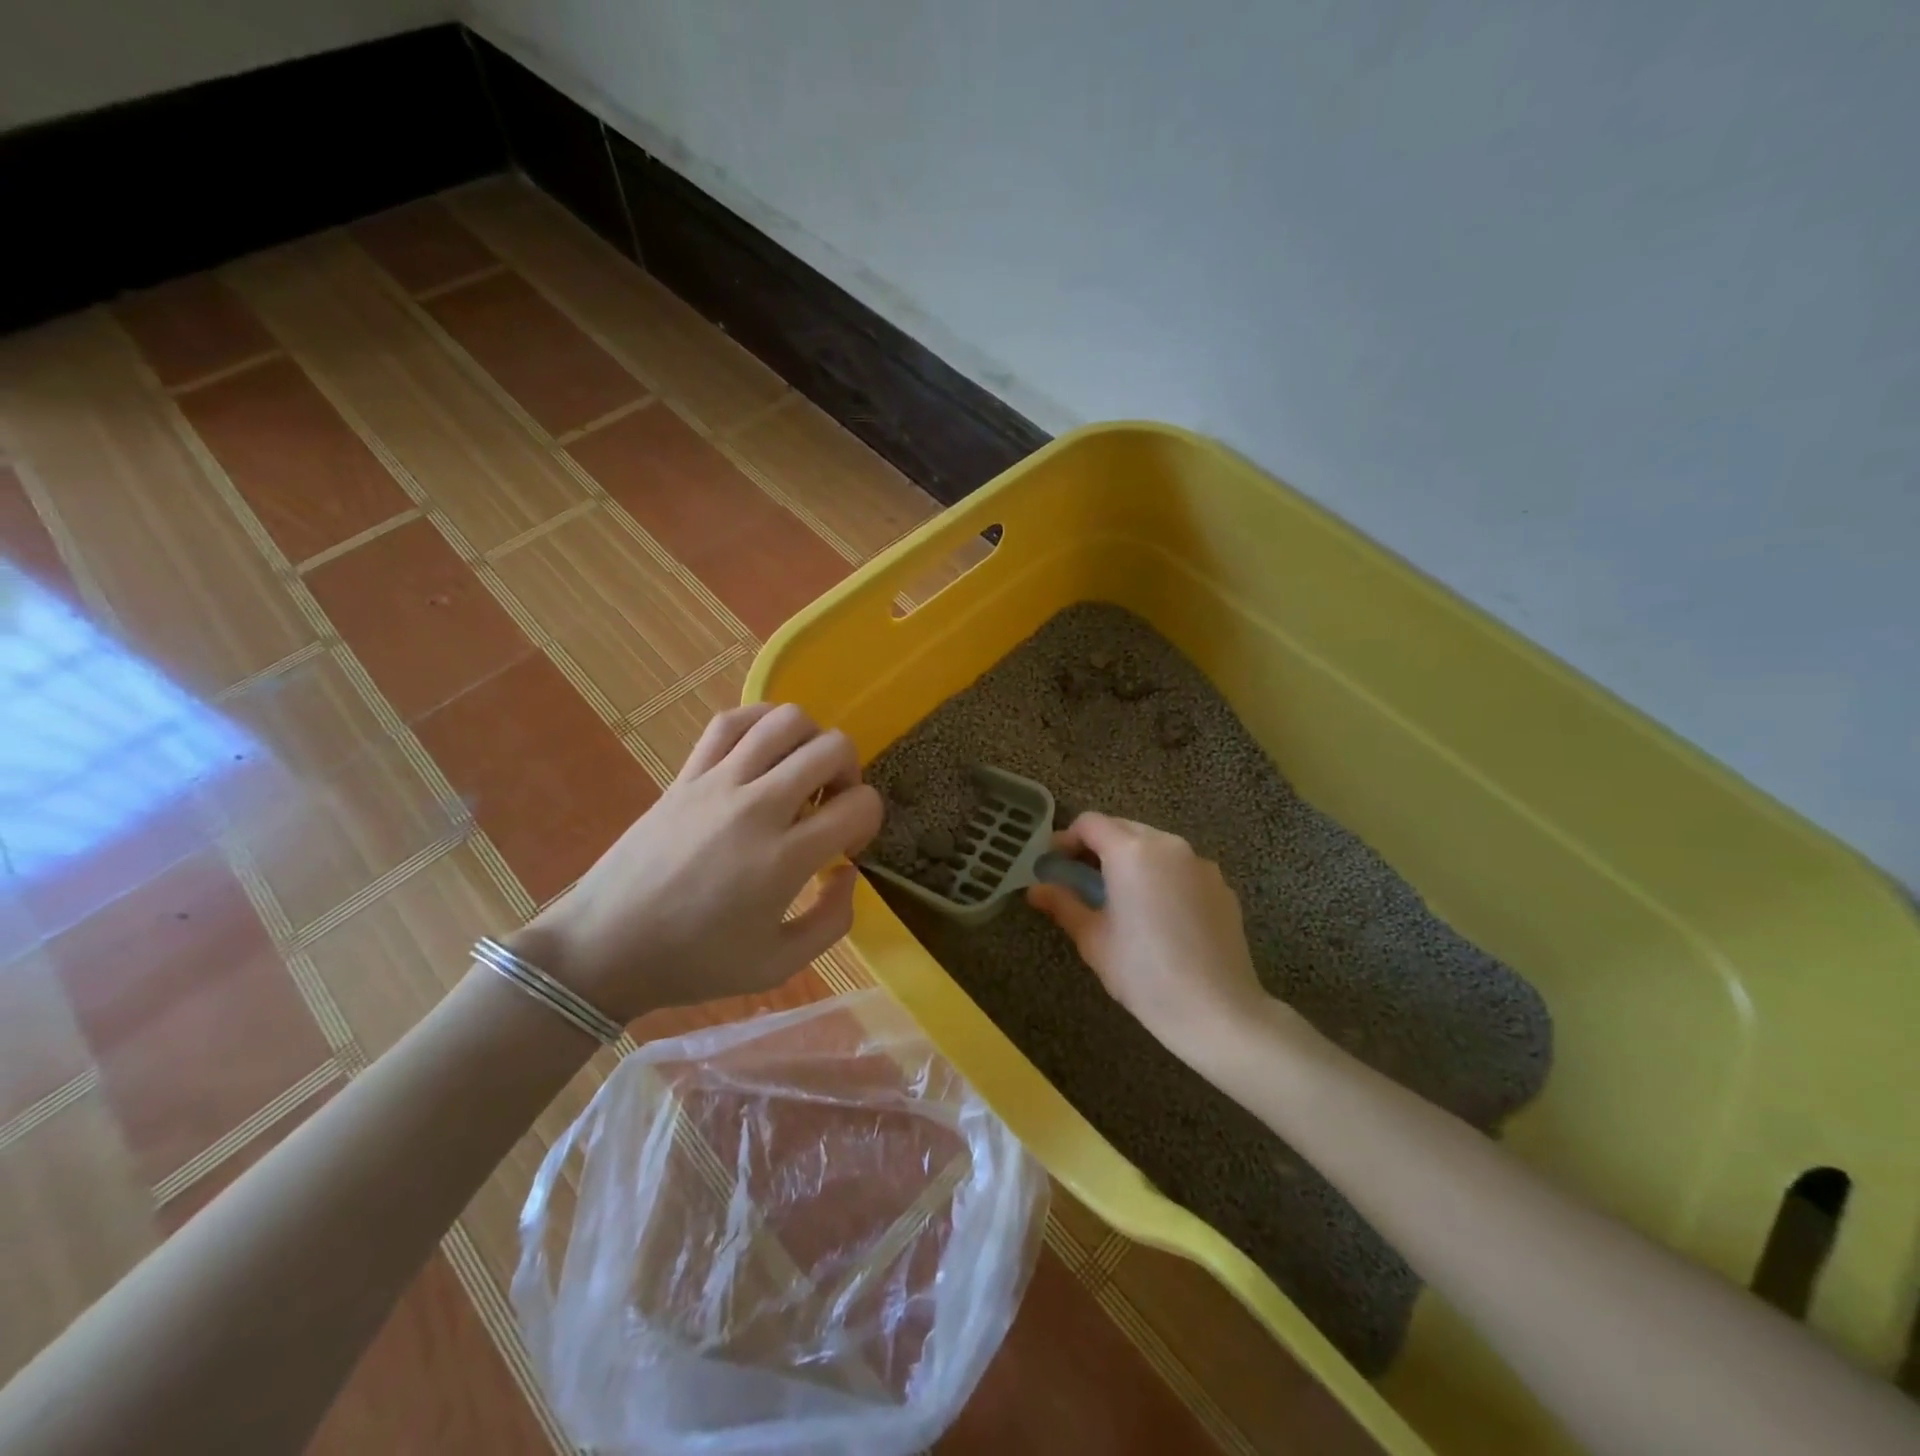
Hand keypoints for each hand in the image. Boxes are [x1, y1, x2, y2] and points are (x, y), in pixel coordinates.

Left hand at [510, 704, 882, 1023]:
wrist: (605, 947)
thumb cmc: (694, 963)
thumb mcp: (778, 965)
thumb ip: (832, 920)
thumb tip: (847, 870)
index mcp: (784, 859)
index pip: (859, 805)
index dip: (869, 820)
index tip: (848, 845)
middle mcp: (757, 807)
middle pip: (832, 749)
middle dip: (849, 773)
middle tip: (832, 805)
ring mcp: (718, 782)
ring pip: (787, 720)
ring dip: (811, 740)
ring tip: (800, 772)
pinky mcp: (686, 774)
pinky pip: (732, 721)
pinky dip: (761, 721)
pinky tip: (765, 748)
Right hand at [1027, 813, 1283, 1063]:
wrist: (1217, 1010)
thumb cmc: (1143, 973)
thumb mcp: (1093, 939)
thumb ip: (1063, 904)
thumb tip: (1036, 889)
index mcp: (1131, 852)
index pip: (1090, 823)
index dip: (1066, 838)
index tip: (1054, 863)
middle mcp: (1168, 845)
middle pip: (1124, 828)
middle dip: (1099, 846)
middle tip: (1081, 878)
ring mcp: (1200, 863)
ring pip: (1155, 846)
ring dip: (1132, 859)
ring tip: (1121, 896)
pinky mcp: (1221, 886)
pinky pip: (1182, 867)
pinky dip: (1162, 876)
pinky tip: (1159, 914)